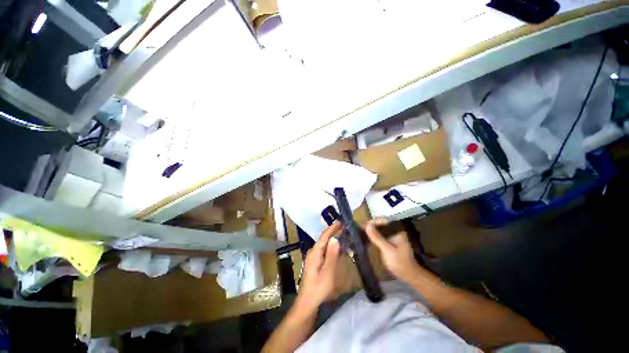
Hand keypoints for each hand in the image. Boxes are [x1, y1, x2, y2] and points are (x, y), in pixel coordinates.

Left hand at [296, 221, 341, 311]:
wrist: (308, 302)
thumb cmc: (319, 287)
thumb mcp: (328, 272)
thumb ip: (332, 255)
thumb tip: (335, 239)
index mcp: (315, 252)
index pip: (324, 236)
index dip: (332, 228)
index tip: (339, 221)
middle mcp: (314, 252)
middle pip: (324, 239)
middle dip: (333, 232)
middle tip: (344, 227)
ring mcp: (314, 258)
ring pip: (325, 245)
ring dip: (333, 239)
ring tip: (343, 235)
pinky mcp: (316, 263)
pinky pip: (325, 251)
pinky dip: (332, 248)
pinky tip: (339, 248)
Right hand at [365, 219, 422, 283]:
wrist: (409, 275)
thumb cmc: (399, 262)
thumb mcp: (387, 250)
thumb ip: (377, 237)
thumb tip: (367, 226)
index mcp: (397, 230)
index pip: (383, 220)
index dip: (372, 222)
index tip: (362, 225)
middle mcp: (394, 231)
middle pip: (380, 224)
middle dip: (370, 226)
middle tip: (358, 228)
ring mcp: (392, 237)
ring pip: (379, 230)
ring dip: (370, 231)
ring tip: (359, 232)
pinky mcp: (389, 242)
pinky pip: (379, 236)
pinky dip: (373, 236)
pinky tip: (366, 238)